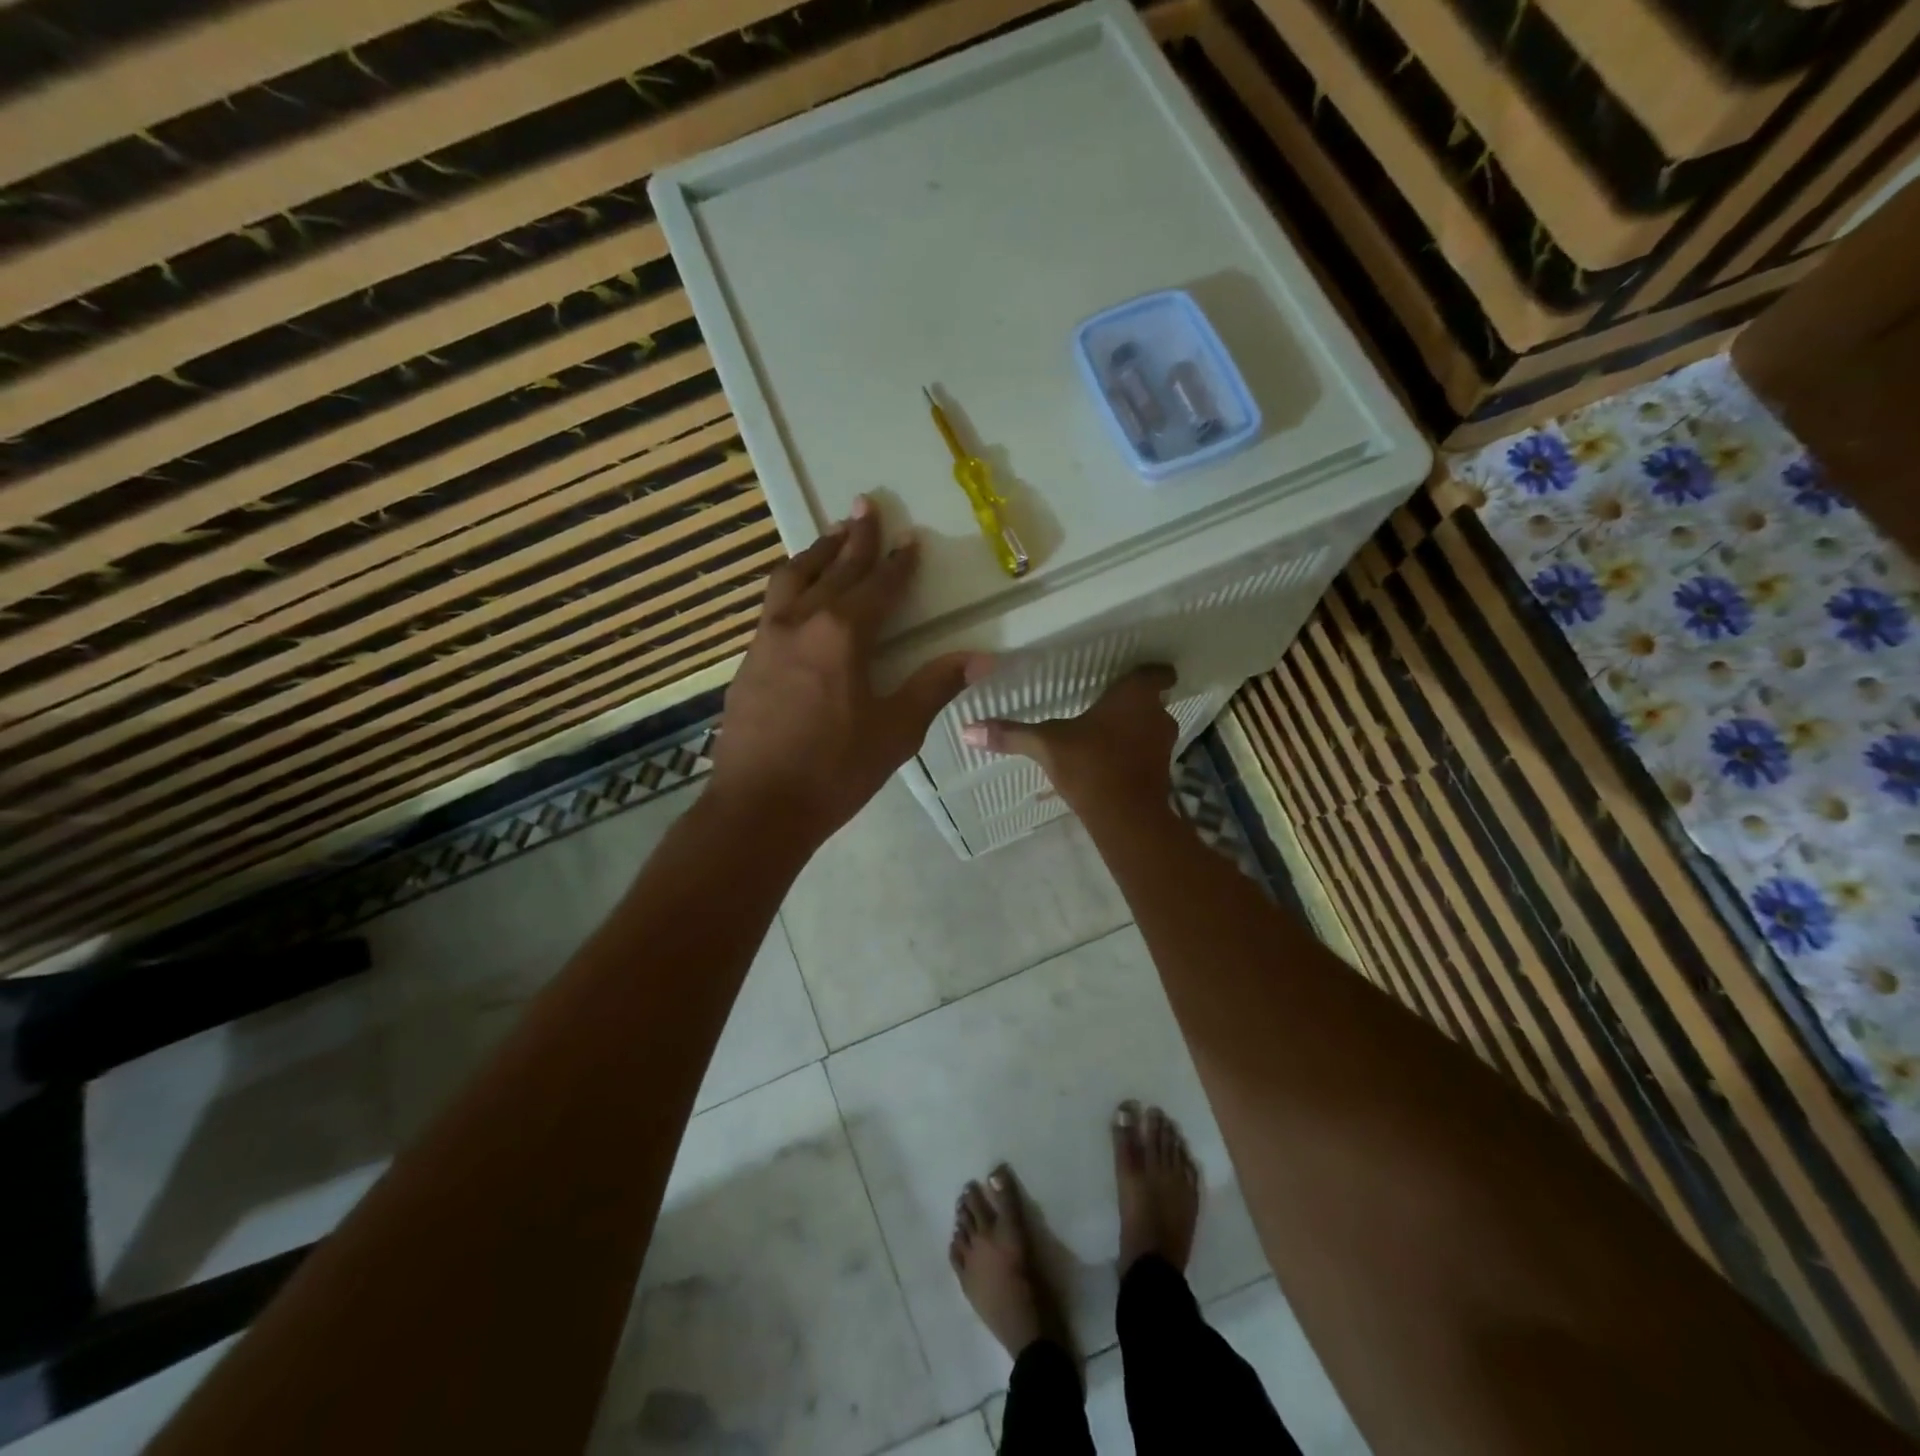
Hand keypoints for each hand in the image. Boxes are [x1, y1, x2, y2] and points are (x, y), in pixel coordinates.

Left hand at [710, 497, 991, 845]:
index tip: (910, 539)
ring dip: (815, 553)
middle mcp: (802, 623)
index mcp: (843, 636)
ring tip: (831, 534)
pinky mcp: (748, 660)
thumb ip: (935, 687)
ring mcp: (767, 639)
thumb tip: (984, 658)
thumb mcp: (896, 731)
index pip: (878, 587)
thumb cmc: (835, 771)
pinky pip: (772, 605)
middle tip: (865, 504)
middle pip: (833, 569)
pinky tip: (795, 594)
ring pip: (792, 578)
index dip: (898, 563)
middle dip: (854, 537)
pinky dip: (791, 584)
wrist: (758, 807)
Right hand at [961, 665, 1178, 812]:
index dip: (1148, 672)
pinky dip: (1129, 758)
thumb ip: (1012, 734)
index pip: (1157, 672)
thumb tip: (968, 730)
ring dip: (1130, 732)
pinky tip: (1104, 766)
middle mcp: (1156, 715)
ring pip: (1148, 730)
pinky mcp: (1161, 774)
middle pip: (1150, 701)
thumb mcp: (1046, 745)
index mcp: (1135, 695)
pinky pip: (1143, 757)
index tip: (1130, 675)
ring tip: (1100, 736)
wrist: (1127, 818)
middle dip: (1131, 704)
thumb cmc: (1091, 765)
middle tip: (1103, 706)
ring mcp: (1162, 746)